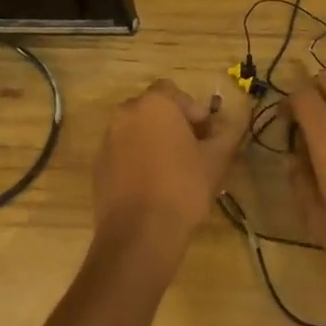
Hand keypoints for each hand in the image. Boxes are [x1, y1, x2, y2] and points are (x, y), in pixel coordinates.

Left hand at [93, 78, 246, 272]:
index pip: (174, 92)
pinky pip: (123, 153)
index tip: (206, 135)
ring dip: (154, 142)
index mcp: (154, 104)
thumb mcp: (217, 158)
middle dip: (173, 124)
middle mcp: (125, 114)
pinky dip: (137, 161)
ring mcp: (107, 140)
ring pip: (136, 131)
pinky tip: (152, 186)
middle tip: (192, 150)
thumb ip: (226, 132)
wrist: (139, 233)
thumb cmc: (183, 187)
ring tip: (173, 171)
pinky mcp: (99, 167)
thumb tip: (227, 122)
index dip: (192, 110)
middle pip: (153, 110)